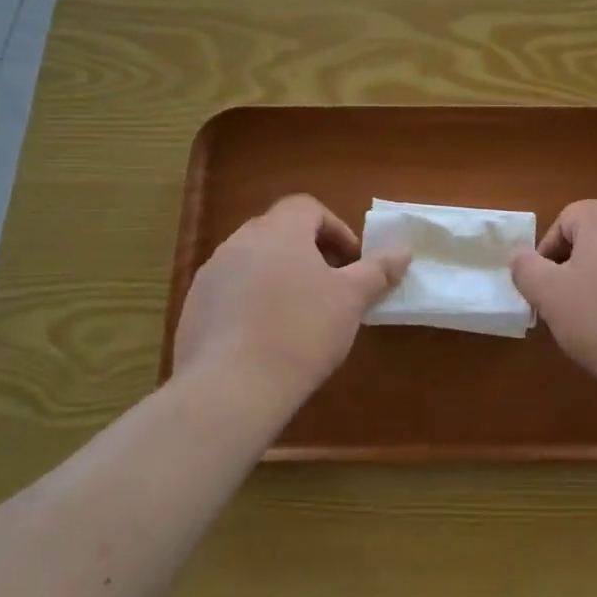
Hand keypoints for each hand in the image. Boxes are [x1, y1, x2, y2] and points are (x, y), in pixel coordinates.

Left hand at [172, 195, 408, 409]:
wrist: (231, 388)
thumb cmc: (301, 331)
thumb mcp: (351, 300)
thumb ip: (377, 270)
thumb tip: (403, 251)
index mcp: (278, 231)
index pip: (307, 208)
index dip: (334, 229)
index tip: (350, 261)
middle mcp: (239, 242)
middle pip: (279, 232)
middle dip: (308, 253)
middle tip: (330, 286)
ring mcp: (211, 275)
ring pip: (253, 262)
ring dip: (278, 276)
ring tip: (299, 314)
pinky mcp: (193, 308)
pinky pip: (230, 292)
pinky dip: (251, 302)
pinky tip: (265, 338)